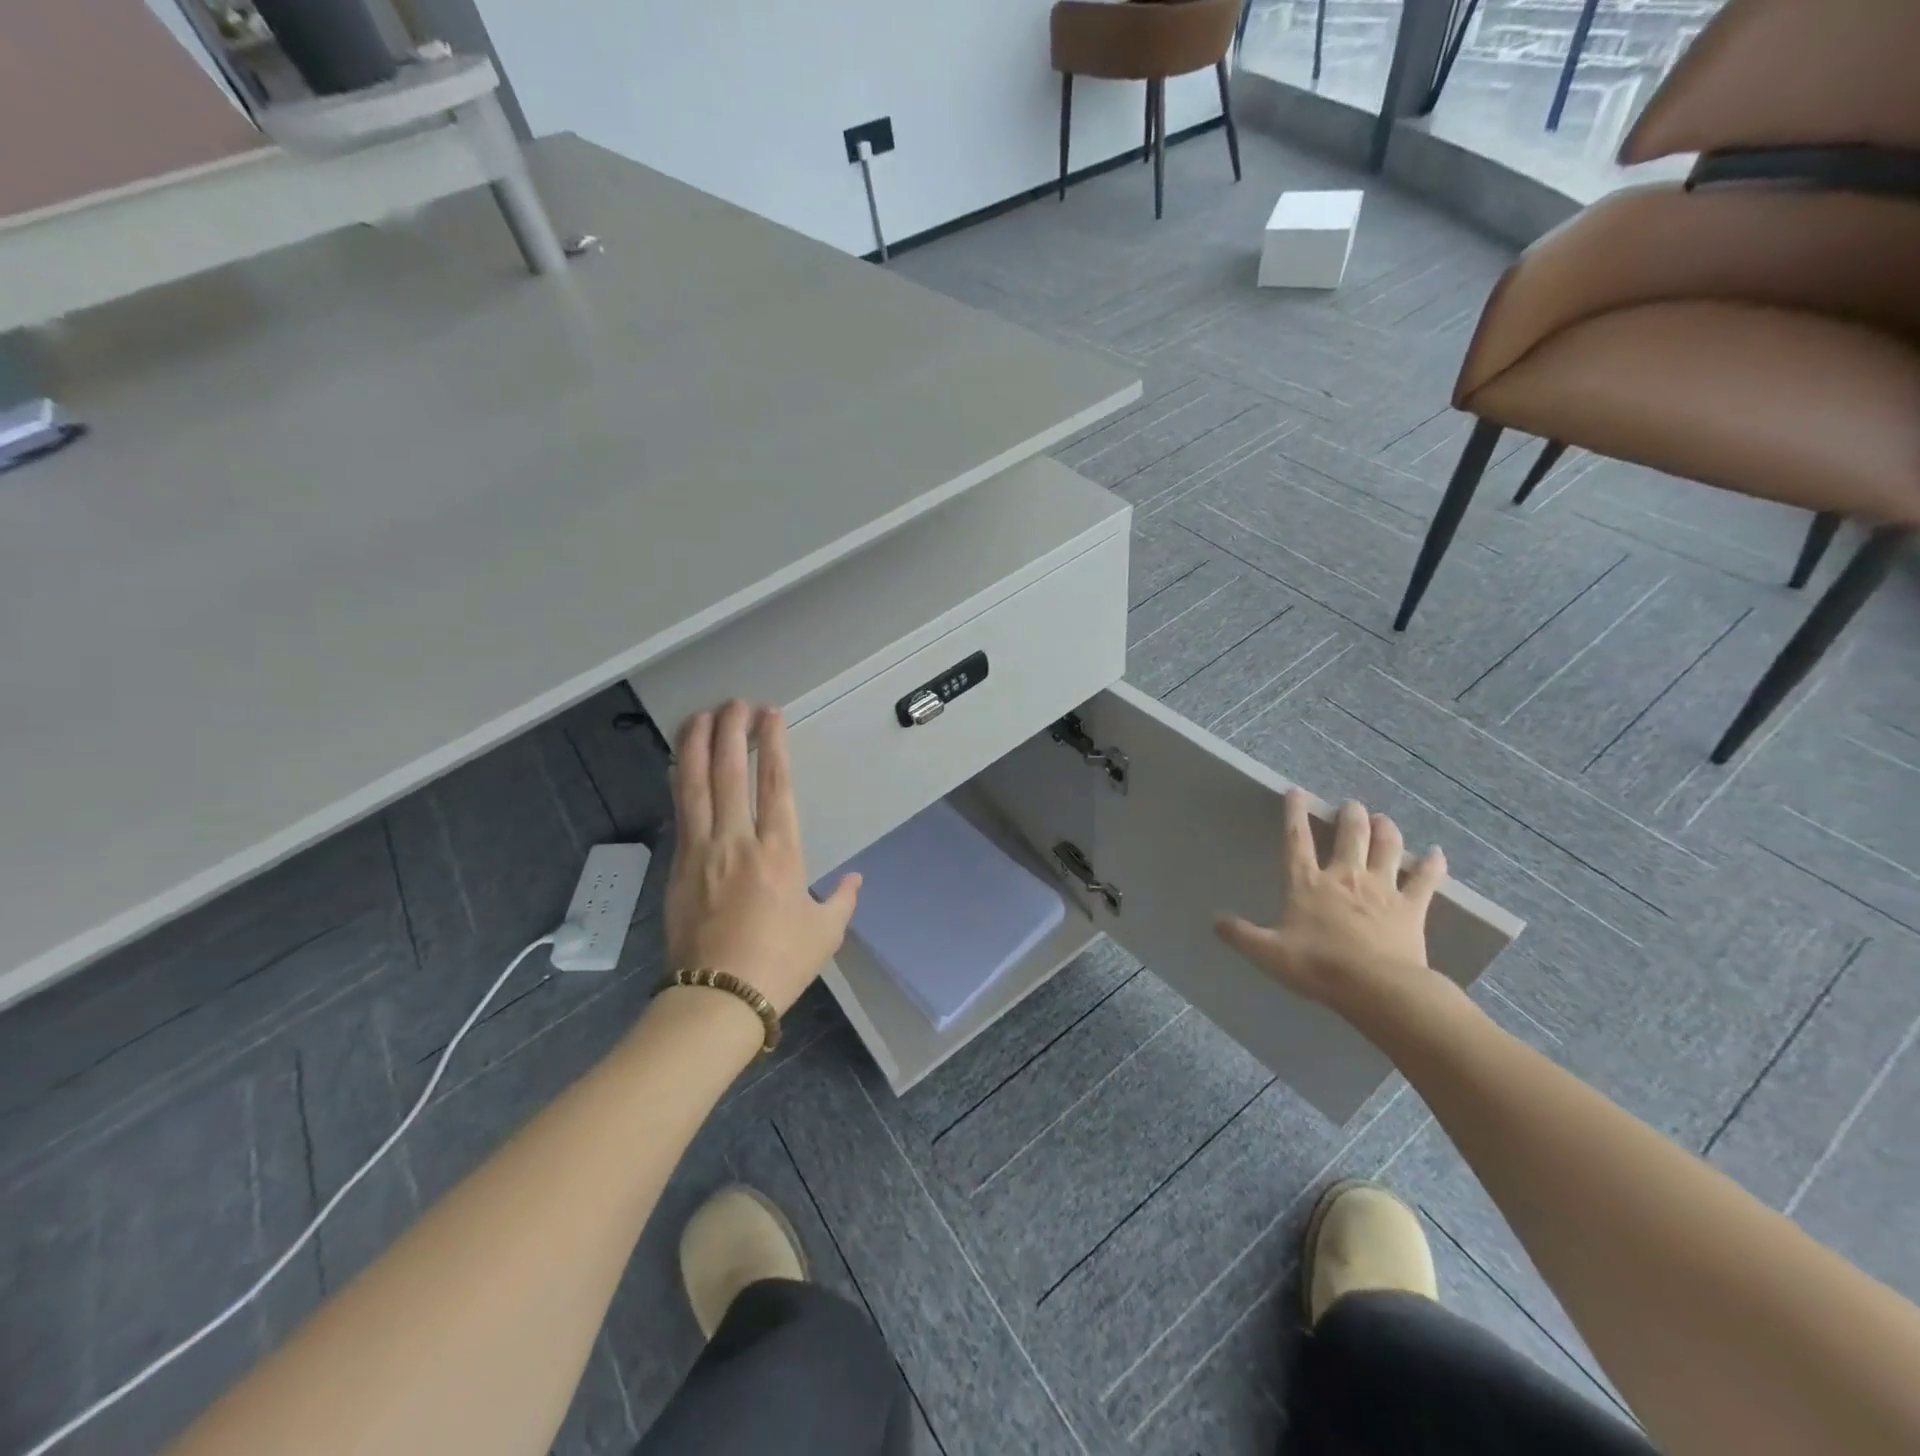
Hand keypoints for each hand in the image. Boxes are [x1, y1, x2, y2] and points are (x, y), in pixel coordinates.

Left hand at [665, 700, 859, 1013]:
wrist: (719, 998)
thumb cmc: (780, 963)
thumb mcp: (825, 932)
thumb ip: (842, 899)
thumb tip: (854, 880)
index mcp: (780, 852)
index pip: (775, 784)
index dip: (773, 744)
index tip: (770, 715)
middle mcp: (738, 841)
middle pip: (730, 772)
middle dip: (731, 731)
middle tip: (734, 703)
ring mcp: (702, 851)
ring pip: (695, 785)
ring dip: (696, 745)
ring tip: (699, 715)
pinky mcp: (677, 867)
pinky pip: (679, 812)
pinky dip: (679, 780)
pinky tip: (678, 763)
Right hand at [1215, 790, 1446, 1017]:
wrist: (1376, 988)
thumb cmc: (1317, 967)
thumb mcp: (1267, 953)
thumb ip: (1241, 935)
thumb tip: (1215, 922)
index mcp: (1307, 883)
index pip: (1297, 839)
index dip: (1294, 813)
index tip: (1296, 791)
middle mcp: (1344, 876)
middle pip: (1350, 834)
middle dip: (1350, 816)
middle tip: (1351, 807)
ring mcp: (1382, 889)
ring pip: (1387, 847)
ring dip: (1386, 830)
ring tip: (1382, 819)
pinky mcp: (1411, 907)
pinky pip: (1425, 880)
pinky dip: (1432, 865)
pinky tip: (1437, 853)